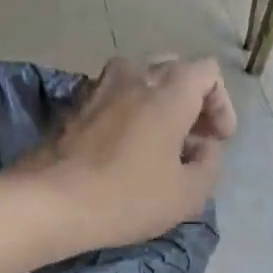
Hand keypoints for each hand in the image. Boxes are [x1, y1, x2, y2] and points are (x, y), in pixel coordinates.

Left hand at [23, 57, 236, 249]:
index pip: (207, 72)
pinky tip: (121, 148)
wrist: (51, 202)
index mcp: (169, 91)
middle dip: (189, 100)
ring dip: (153, 104)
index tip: (218, 139)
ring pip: (136, 81)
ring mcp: (97, 89)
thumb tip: (205, 147)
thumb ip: (209, 164)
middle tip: (191, 138)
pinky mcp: (71, 108)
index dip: (220, 104)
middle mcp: (133, 76)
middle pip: (171, 71)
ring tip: (155, 141)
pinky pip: (109, 99)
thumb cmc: (127, 198)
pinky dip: (124, 114)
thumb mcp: (187, 194)